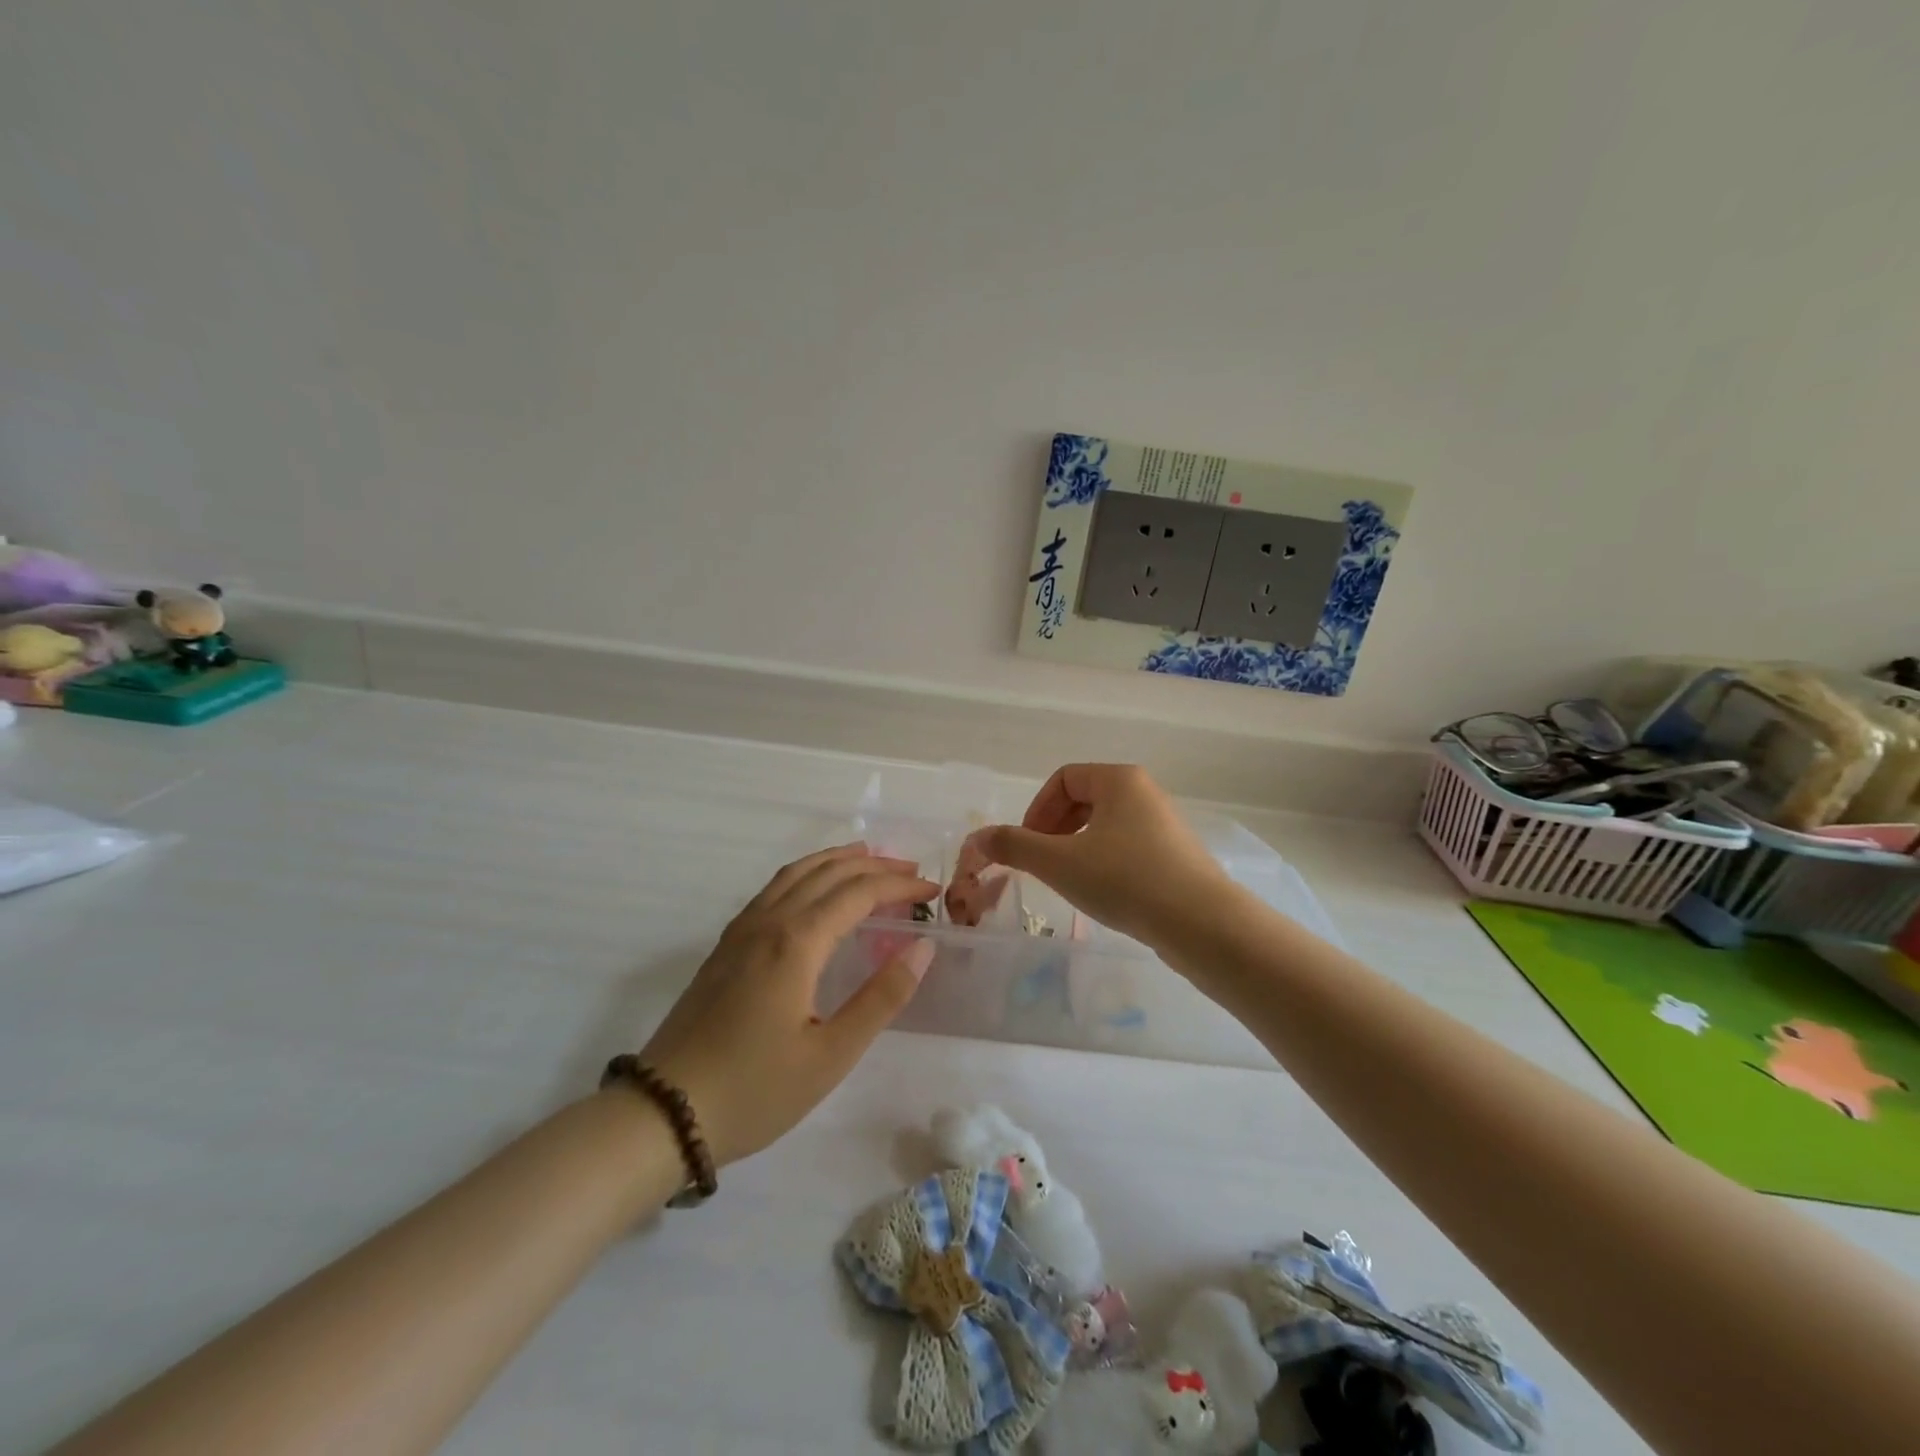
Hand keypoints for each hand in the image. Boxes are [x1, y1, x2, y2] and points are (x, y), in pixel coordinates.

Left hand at [638, 844, 937, 1166]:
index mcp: (797, 942)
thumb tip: (923, 946)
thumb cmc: (755, 1090)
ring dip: (837, 860)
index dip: (899, 884)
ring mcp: (741, 931)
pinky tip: (813, 889)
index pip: (859, 892)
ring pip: (795, 873)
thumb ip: (881, 997)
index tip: (933, 889)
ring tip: (867, 856)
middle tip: (911, 869)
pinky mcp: (725, 946)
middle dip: (874, 865)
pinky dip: (806, 873)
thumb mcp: (831, 1055)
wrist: (663, 1113)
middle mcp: (769, 922)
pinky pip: (774, 888)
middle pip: (828, 872)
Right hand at [967, 763, 1232, 947]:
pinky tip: (1103, 895)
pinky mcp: (1177, 857)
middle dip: (1054, 830)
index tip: (1027, 845)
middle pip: (1084, 800)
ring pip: (1106, 827)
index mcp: (1119, 780)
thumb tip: (976, 838)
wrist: (1203, 925)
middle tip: (1042, 865)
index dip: (1037, 809)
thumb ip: (1013, 846)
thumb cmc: (1126, 880)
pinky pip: (1127, 848)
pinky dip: (1104, 864)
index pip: (1064, 778)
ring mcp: (1165, 825)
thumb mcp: (1059, 863)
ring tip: (1068, 882)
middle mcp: (1145, 793)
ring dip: (1076, 849)